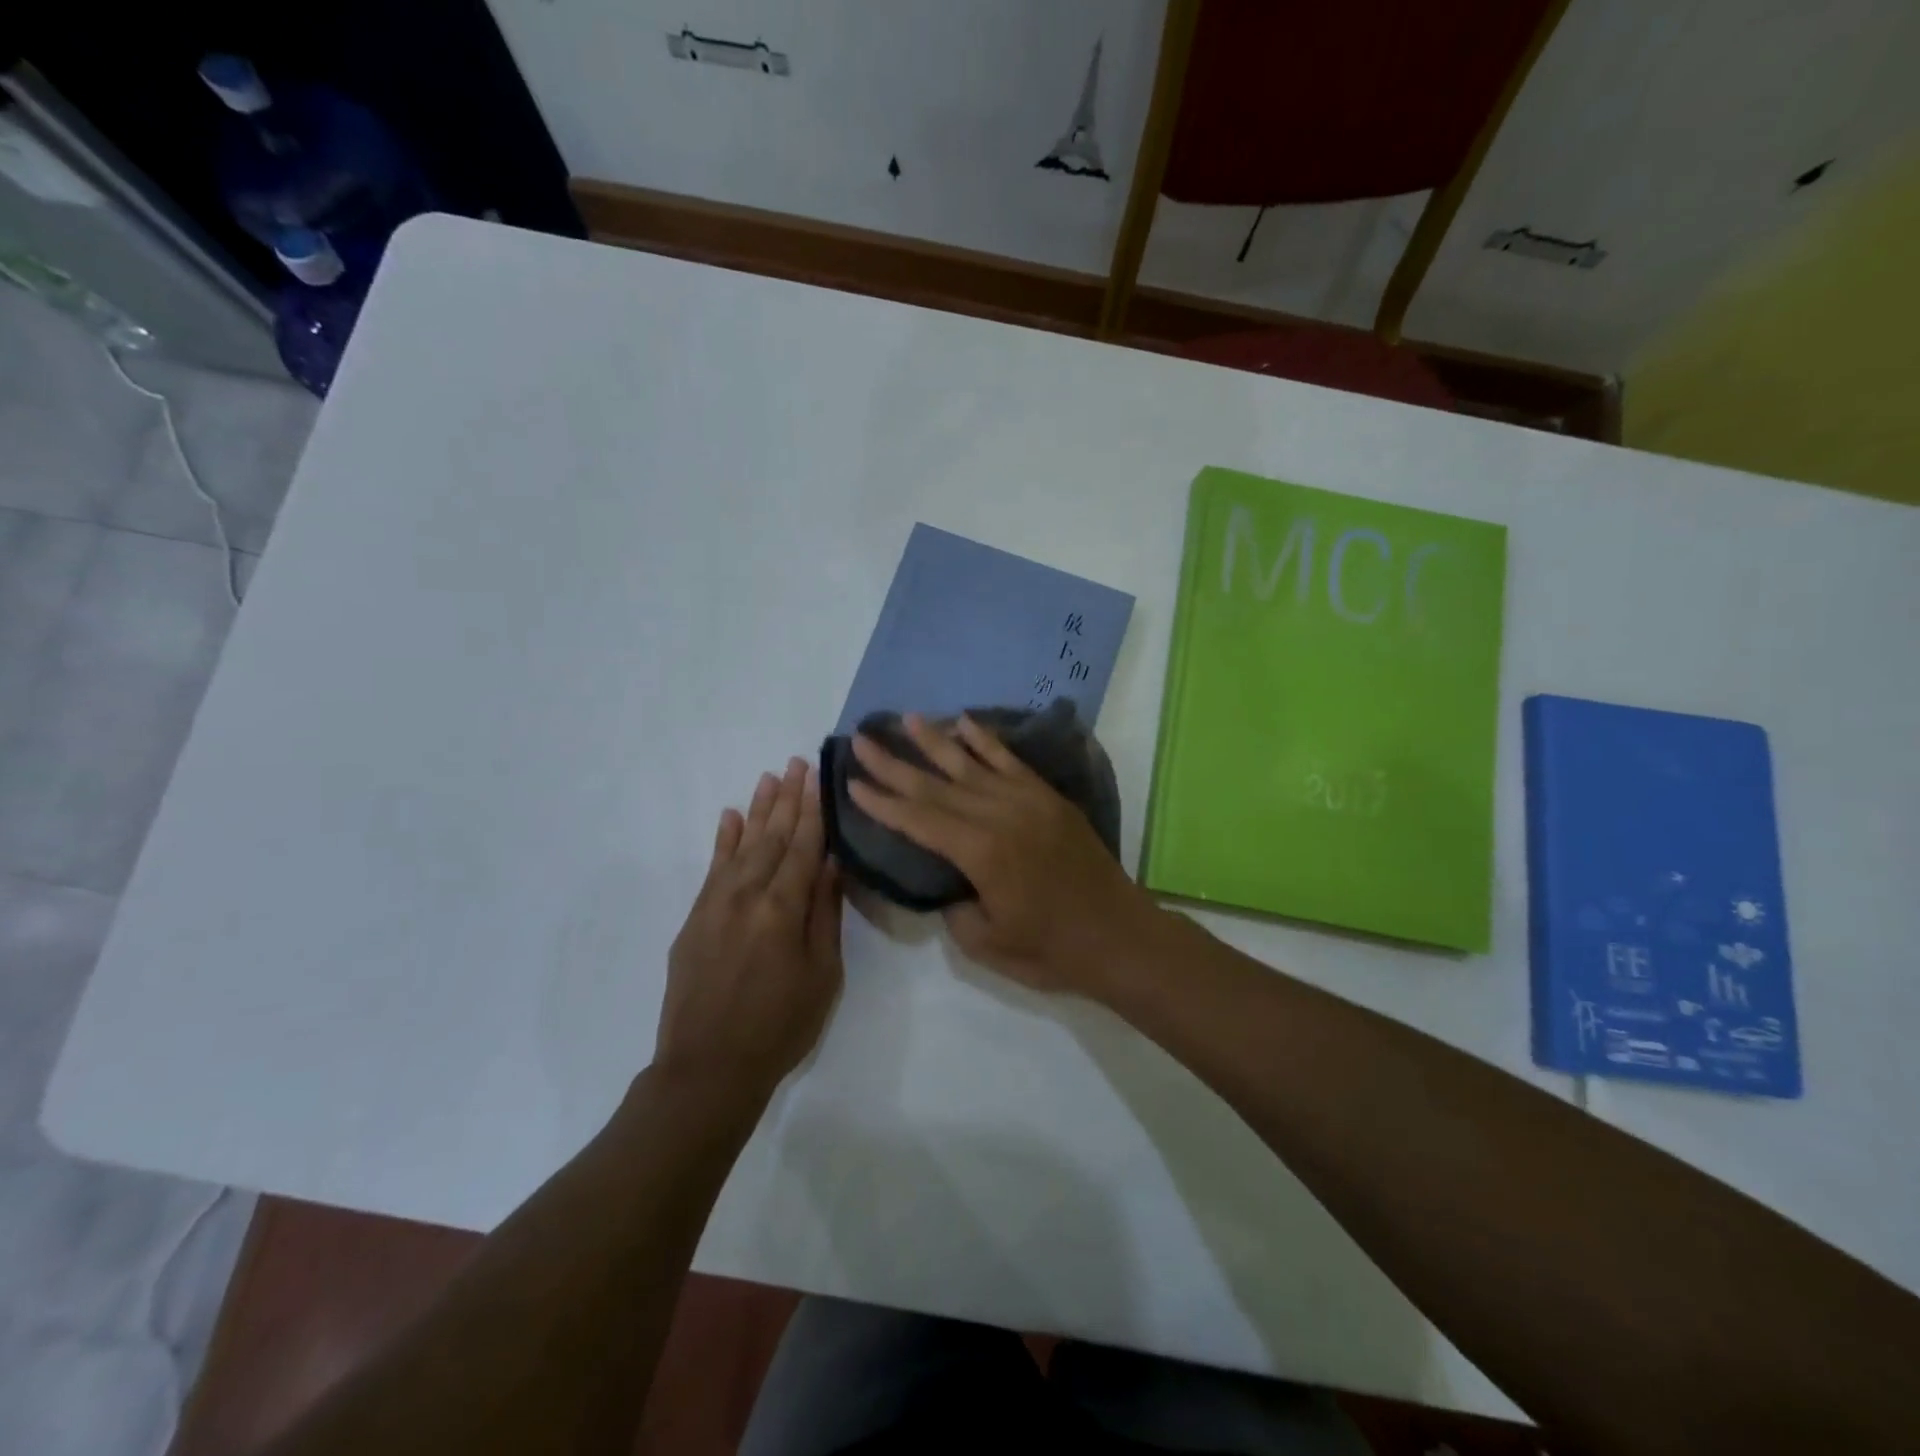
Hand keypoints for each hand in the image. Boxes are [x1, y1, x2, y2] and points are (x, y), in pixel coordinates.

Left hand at [657, 757, 843, 1105]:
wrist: (708, 1068)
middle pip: (773, 837)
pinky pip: (711, 868)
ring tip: (769, 777)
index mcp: (784, 908)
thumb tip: (832, 864)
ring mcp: (716, 904)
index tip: (819, 778)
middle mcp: (748, 895)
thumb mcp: (822, 974)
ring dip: (757, 810)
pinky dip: (722, 841)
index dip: (814, 811)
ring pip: (742, 845)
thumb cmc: (780, 1025)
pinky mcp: (695, 919)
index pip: (804, 847)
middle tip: (797, 763)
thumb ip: (824, 914)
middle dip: (788, 799)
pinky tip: (729, 817)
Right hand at [849, 714, 1155, 993]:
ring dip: (935, 741)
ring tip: (906, 718)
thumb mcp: (987, 943)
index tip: (852, 781)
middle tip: (862, 740)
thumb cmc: (1052, 950)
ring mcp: (1027, 801)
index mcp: (981, 853)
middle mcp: (1000, 815)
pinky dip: (986, 740)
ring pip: (971, 764)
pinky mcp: (1048, 798)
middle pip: (936, 785)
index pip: (919, 820)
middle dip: (895, 764)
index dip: (883, 802)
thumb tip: (947, 882)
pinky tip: (965, 722)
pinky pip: (1011, 761)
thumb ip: (955, 908)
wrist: (1119, 936)